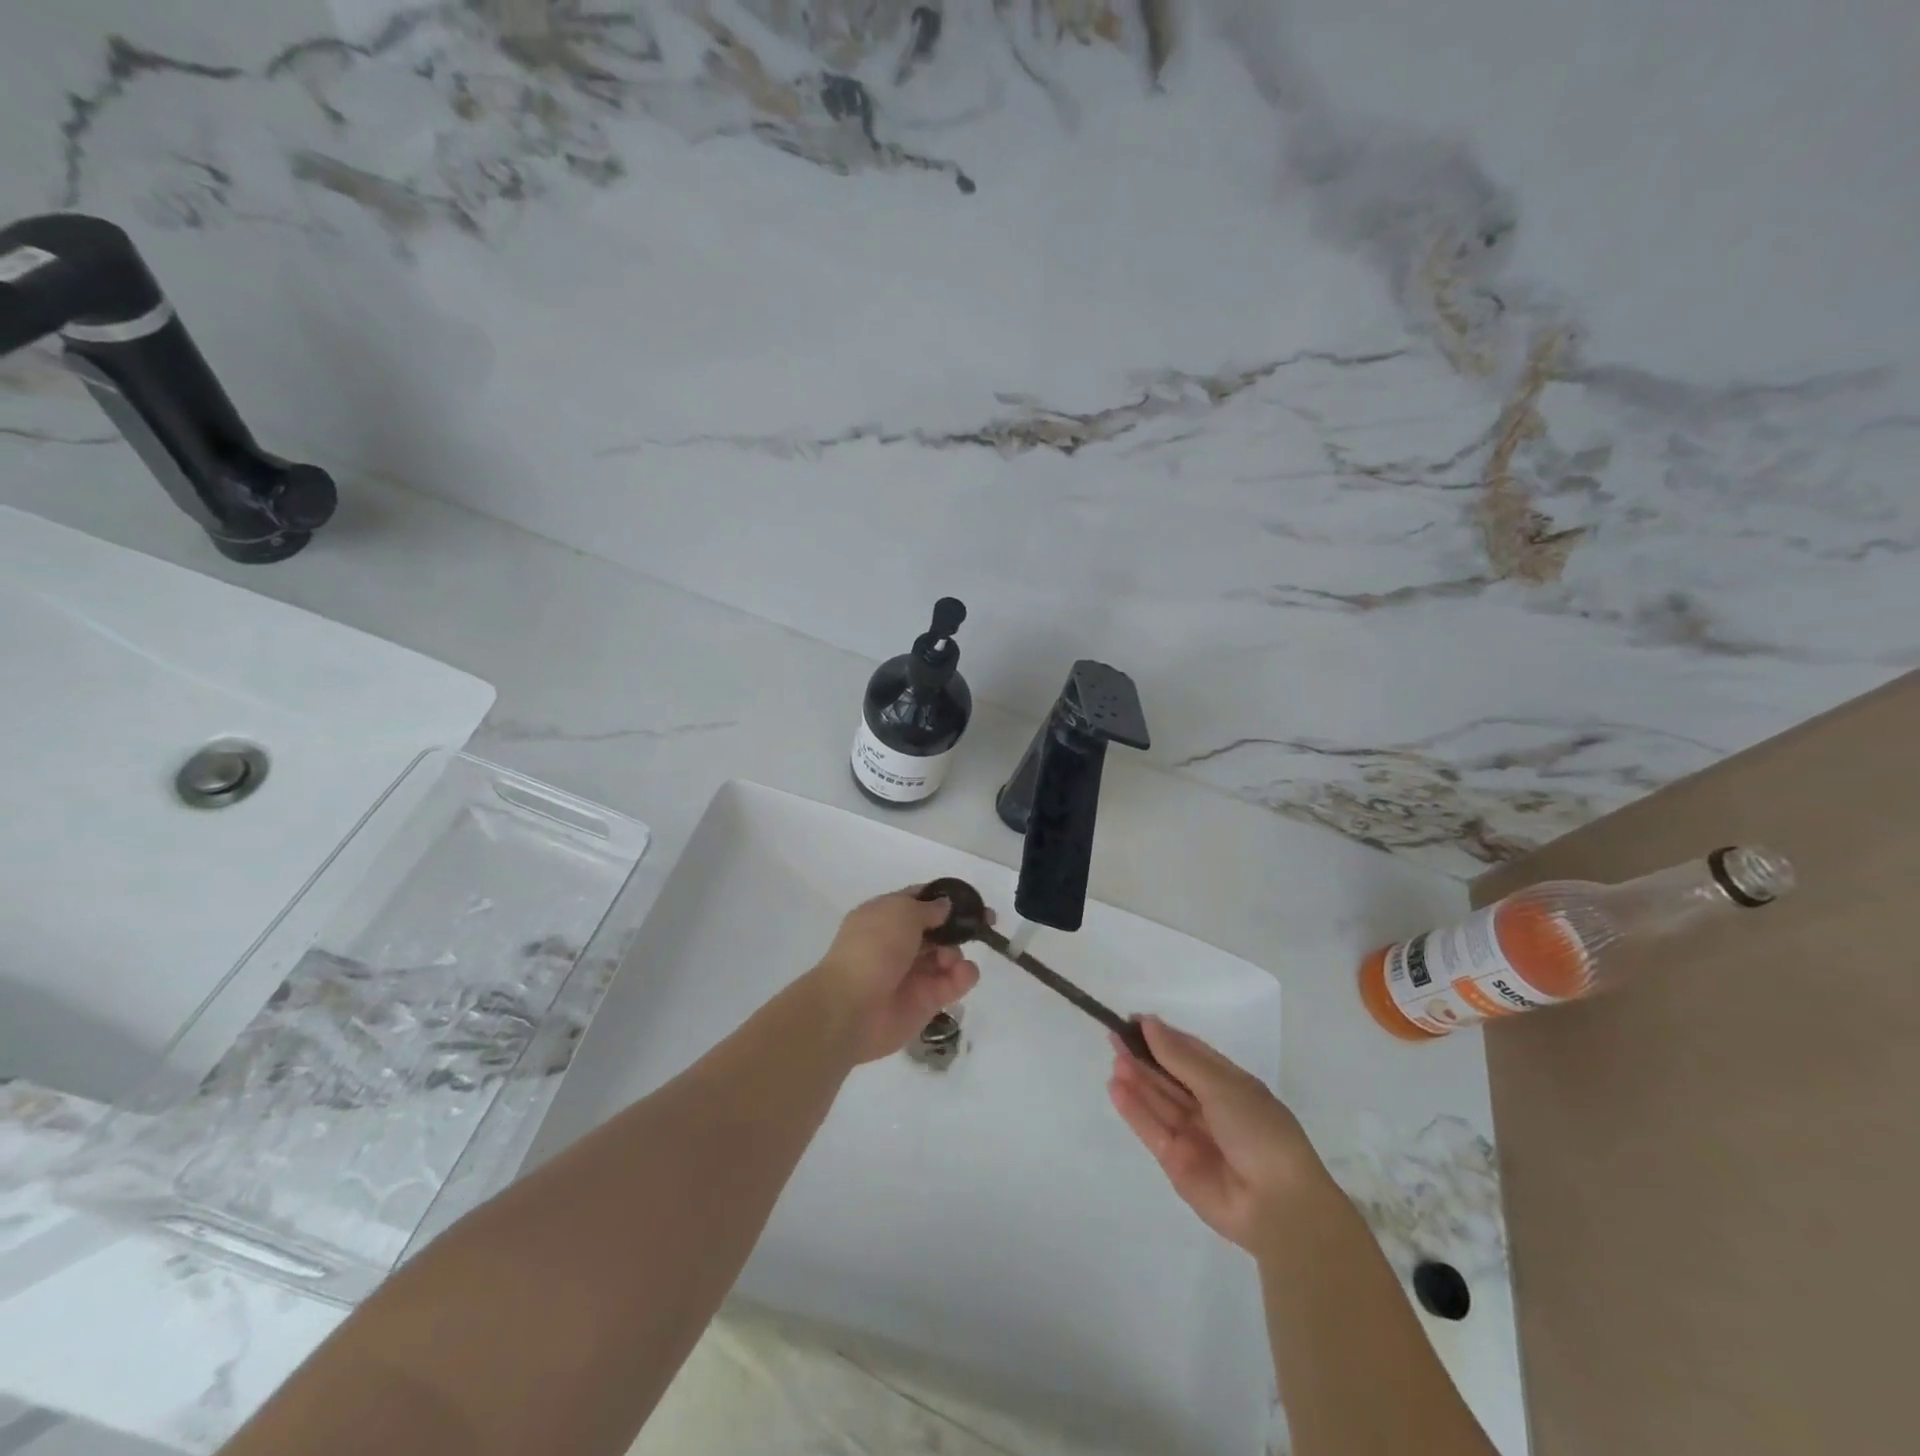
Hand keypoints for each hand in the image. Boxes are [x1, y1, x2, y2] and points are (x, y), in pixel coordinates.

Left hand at [809, 888, 981, 1064]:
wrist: (852, 1007)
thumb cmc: (873, 948)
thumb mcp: (900, 912)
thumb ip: (927, 908)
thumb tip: (944, 906)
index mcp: (885, 916)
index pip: (918, 900)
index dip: (943, 897)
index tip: (970, 898)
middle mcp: (899, 943)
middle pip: (937, 929)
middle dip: (960, 925)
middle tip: (986, 921)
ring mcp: (913, 973)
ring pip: (947, 955)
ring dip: (956, 951)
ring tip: (951, 959)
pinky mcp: (927, 1001)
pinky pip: (953, 983)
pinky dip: (963, 976)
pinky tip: (963, 973)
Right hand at [1108, 1016, 1332, 1256]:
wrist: (1278, 1207)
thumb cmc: (1259, 1131)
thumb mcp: (1222, 1086)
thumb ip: (1180, 1057)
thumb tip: (1149, 1023)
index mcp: (1230, 1084)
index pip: (1190, 1053)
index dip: (1163, 1037)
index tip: (1134, 1021)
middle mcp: (1210, 1107)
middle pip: (1170, 1076)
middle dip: (1144, 1056)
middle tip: (1114, 1036)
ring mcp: (1192, 1135)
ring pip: (1158, 1101)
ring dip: (1136, 1079)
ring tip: (1115, 1057)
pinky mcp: (1176, 1162)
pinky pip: (1151, 1129)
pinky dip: (1133, 1109)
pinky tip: (1116, 1087)